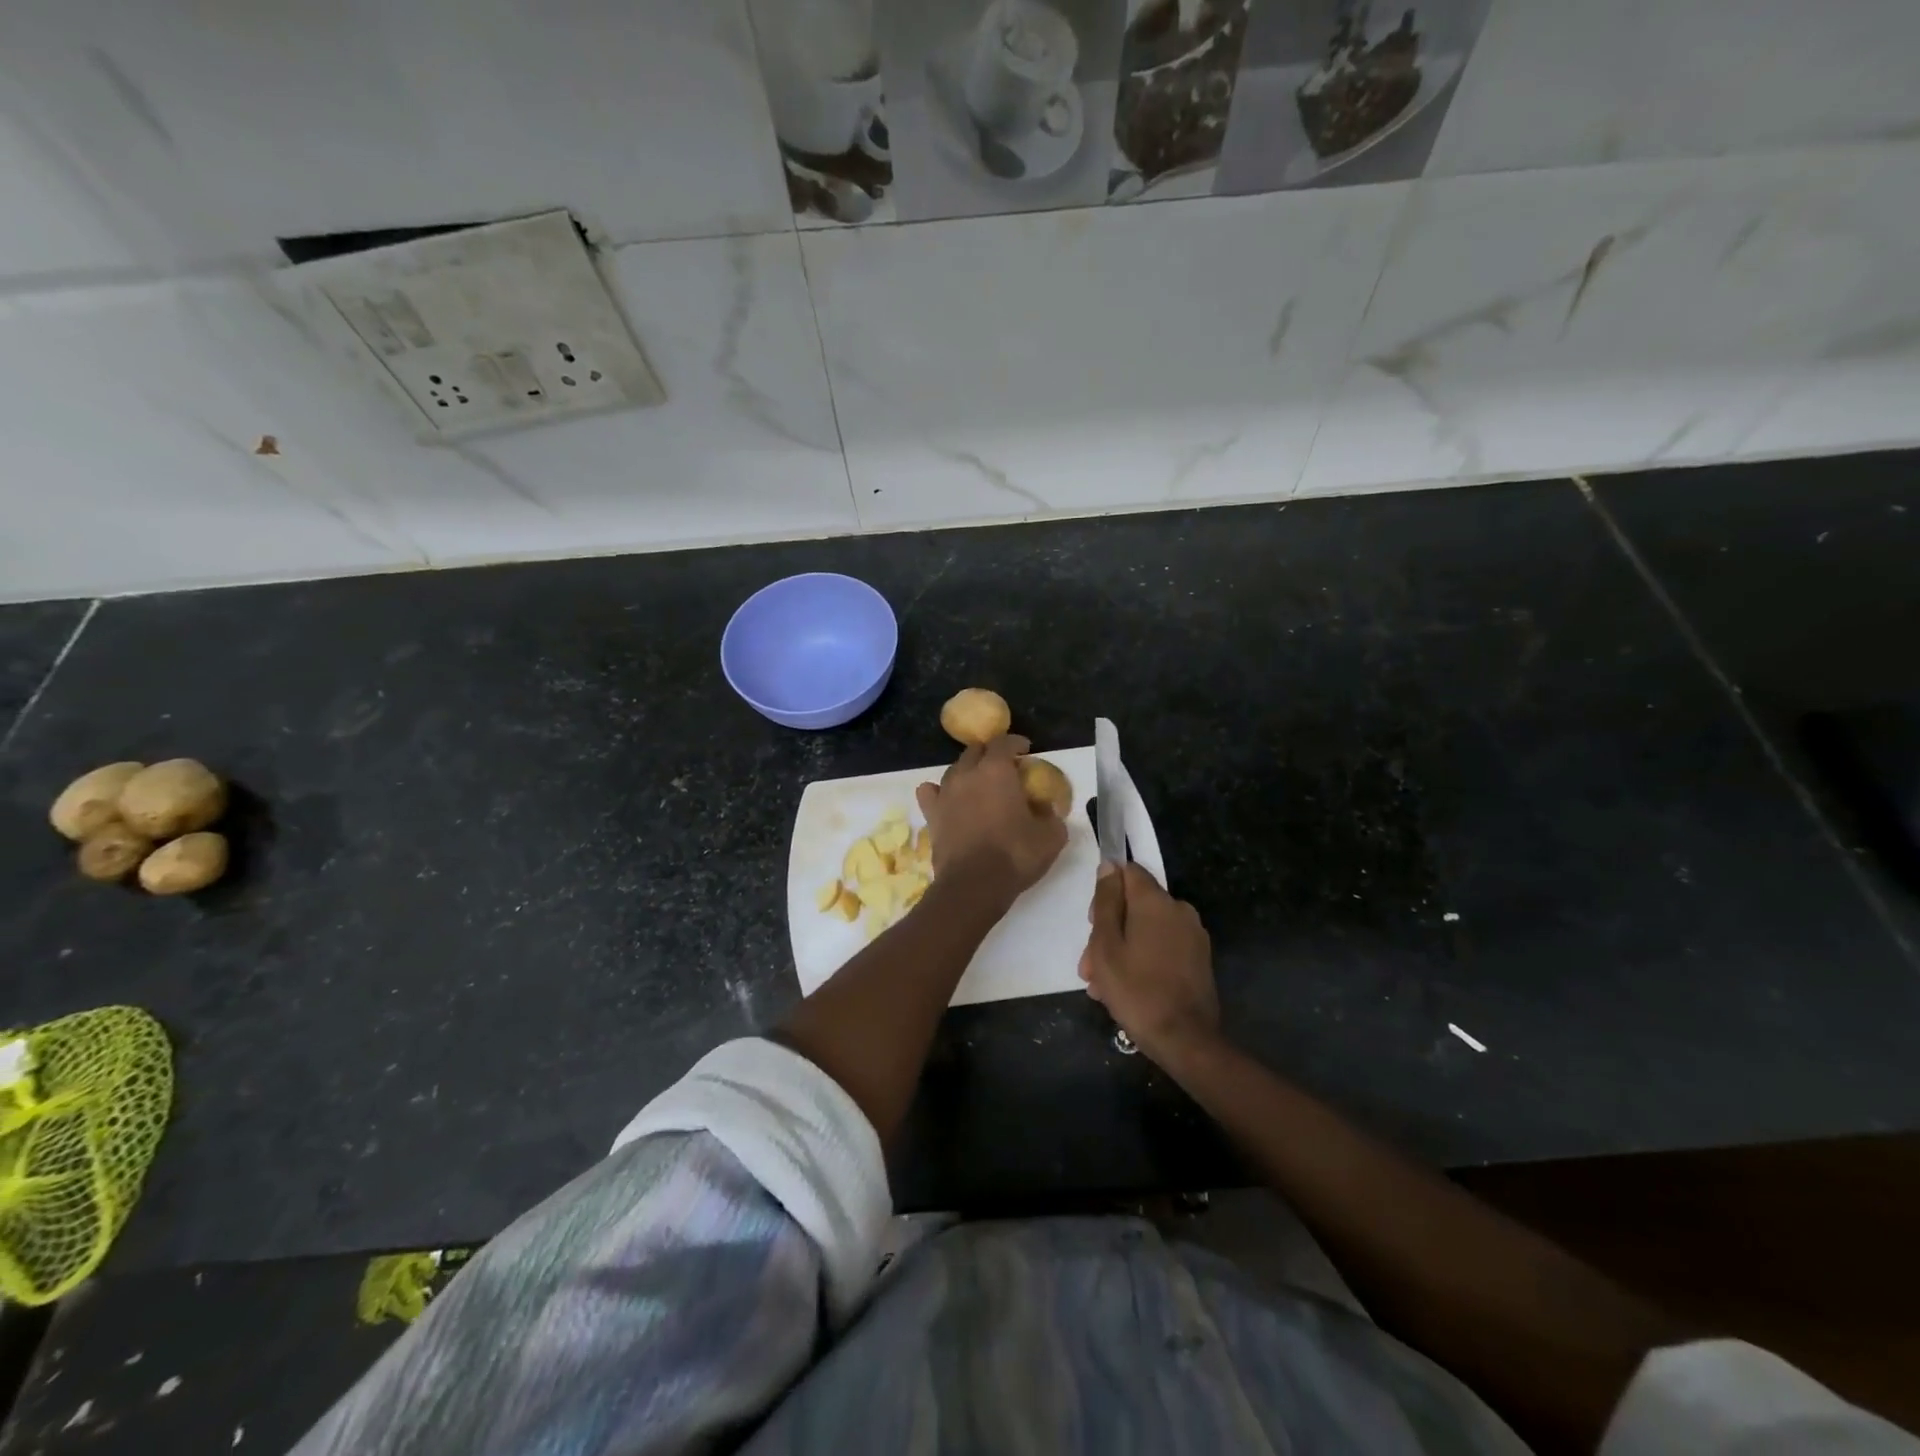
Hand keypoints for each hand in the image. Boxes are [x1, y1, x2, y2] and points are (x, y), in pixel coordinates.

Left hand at [915, 735, 1067, 906]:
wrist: (974, 884)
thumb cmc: (1016, 855)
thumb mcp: (1051, 836)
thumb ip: (1051, 815)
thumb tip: (1046, 808)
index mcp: (997, 770)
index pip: (1004, 742)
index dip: (1015, 742)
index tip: (1025, 749)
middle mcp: (967, 773)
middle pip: (976, 751)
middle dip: (990, 754)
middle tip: (1004, 768)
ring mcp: (945, 792)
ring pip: (954, 769)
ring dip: (968, 771)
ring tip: (979, 785)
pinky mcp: (931, 813)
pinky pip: (930, 791)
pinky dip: (939, 791)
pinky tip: (948, 799)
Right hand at [1079, 863, 1219, 1061]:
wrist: (1185, 1040)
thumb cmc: (1136, 989)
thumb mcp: (1106, 945)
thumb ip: (1106, 902)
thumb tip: (1108, 866)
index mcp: (1156, 901)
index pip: (1128, 872)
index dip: (1105, 892)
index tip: (1093, 922)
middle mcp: (1179, 909)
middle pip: (1135, 904)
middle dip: (1109, 930)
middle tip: (1090, 967)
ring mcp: (1192, 935)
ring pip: (1146, 929)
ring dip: (1122, 949)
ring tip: (1103, 986)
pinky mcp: (1198, 958)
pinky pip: (1162, 946)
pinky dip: (1143, 959)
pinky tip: (1126, 989)